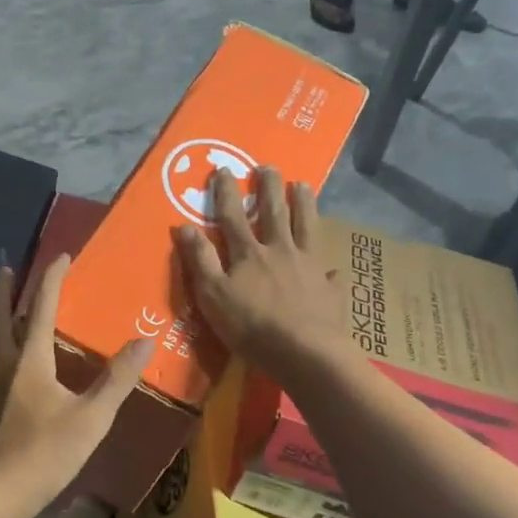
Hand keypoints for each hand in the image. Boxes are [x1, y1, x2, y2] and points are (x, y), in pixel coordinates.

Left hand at [0, 254, 152, 517]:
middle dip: (4, 289)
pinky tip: (13, 356)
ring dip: (0, 313)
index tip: (62, 255)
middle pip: (0, 315)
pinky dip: (2, 340)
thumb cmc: (45, 452)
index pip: (41, 307)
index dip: (52, 279)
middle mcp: (5, 362)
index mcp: (30, 359)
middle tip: (8, 269)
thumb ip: (117, 379)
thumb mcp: (91, 417)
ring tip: (10, 304)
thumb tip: (145, 341)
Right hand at [173, 166, 343, 377]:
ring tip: (303, 186)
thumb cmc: (251, 326)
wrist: (303, 352)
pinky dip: (330, 269)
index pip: (232, 216)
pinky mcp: (329, 289)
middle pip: (274, 213)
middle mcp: (280, 251)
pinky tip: (333, 269)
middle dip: (269, 188)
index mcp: (249, 253)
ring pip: (307, 228)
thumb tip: (183, 225)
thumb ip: (200, 260)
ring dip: (304, 205)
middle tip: (268, 166)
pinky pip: (330, 274)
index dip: (226, 192)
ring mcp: (309, 267)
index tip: (223, 168)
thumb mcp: (213, 295)